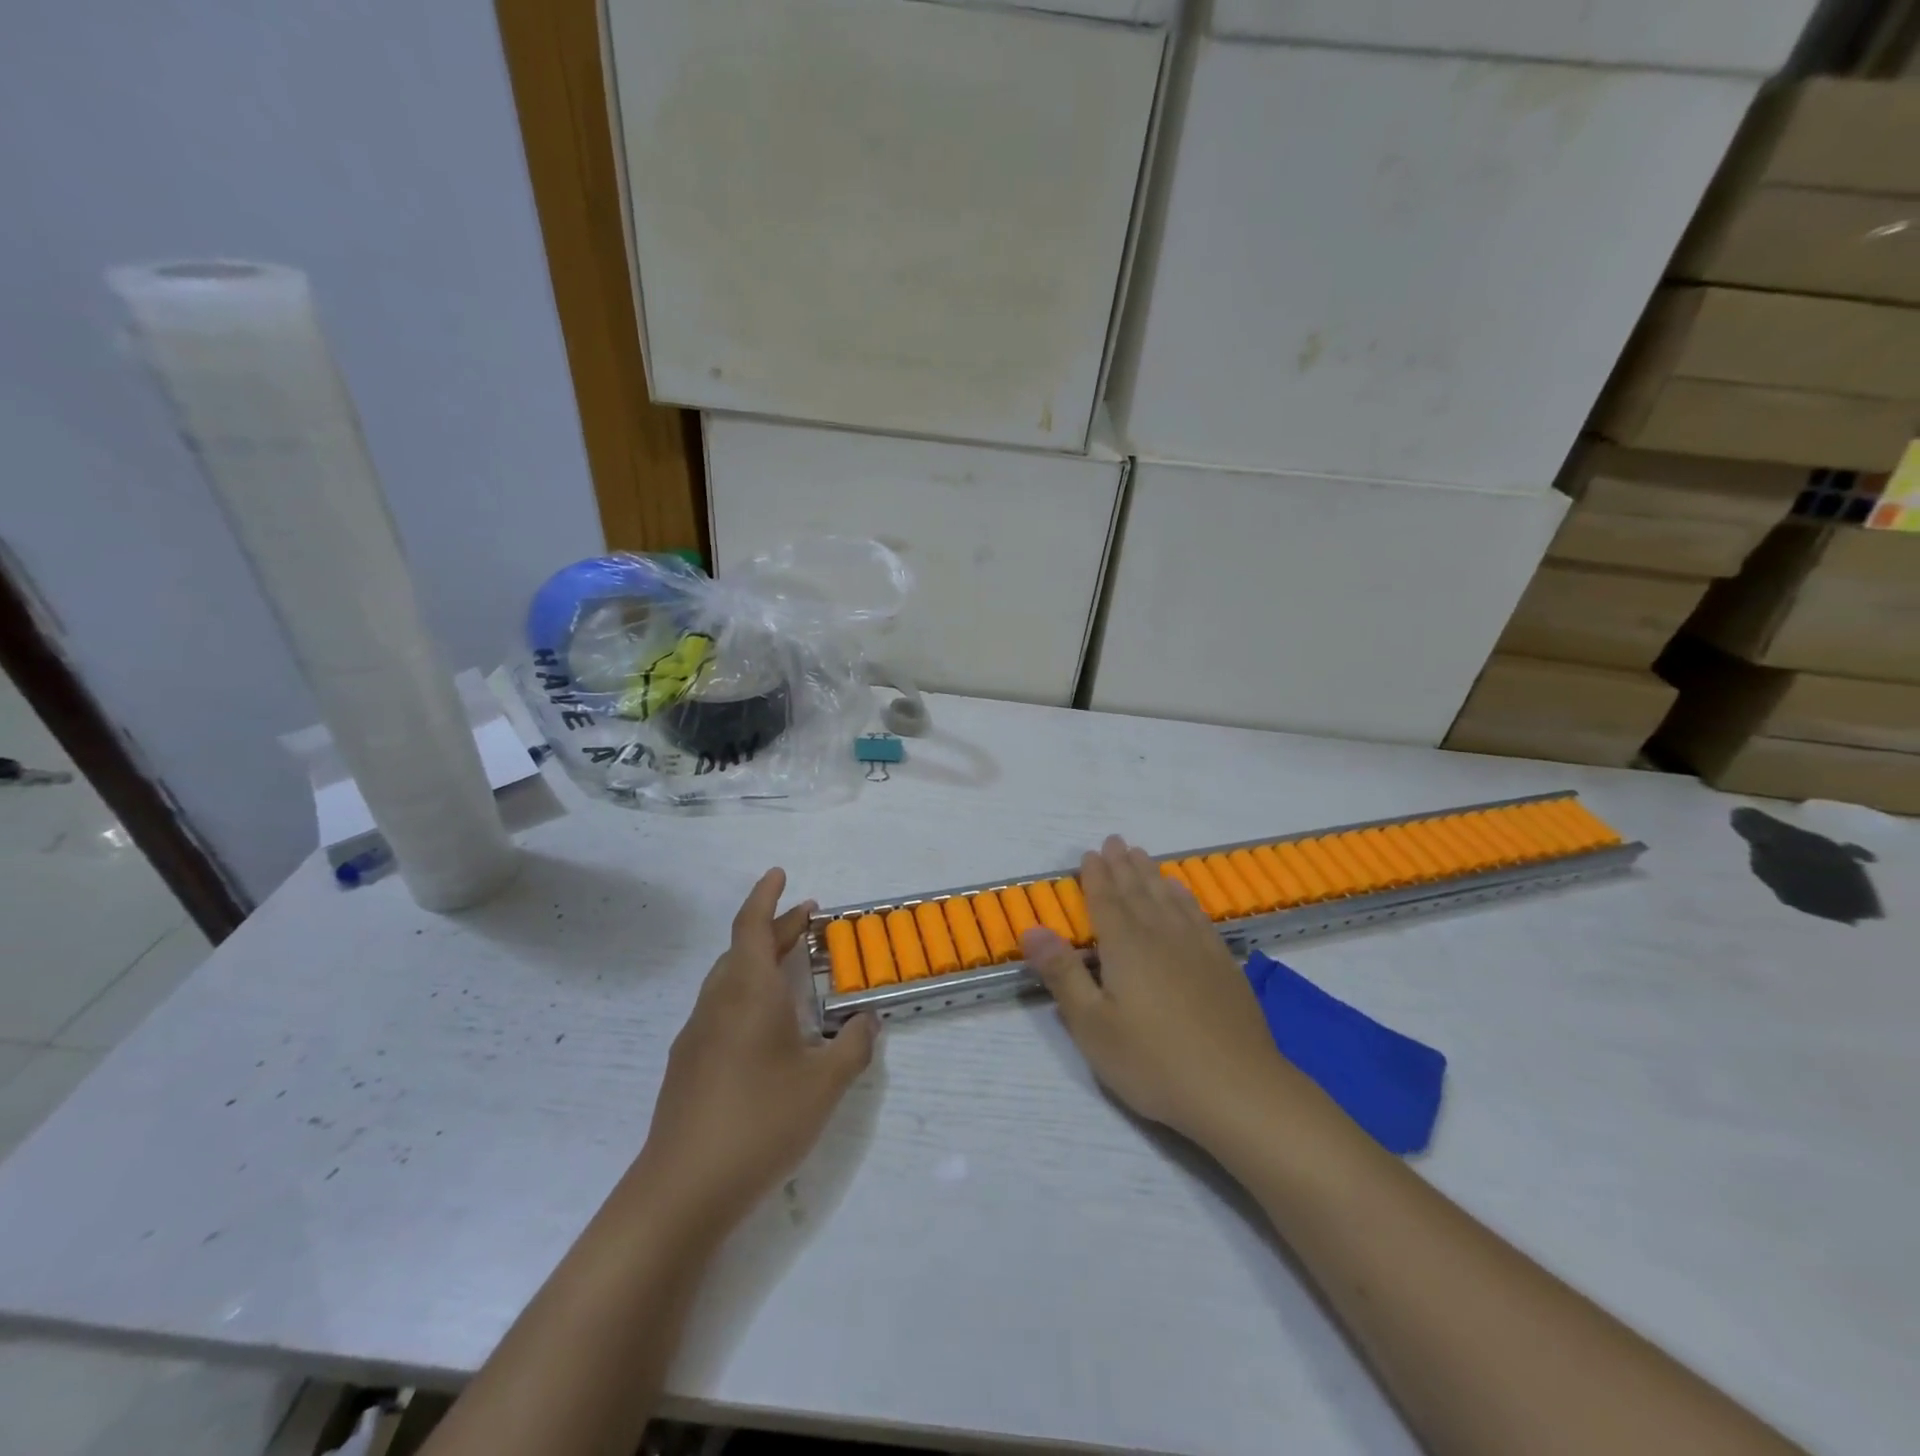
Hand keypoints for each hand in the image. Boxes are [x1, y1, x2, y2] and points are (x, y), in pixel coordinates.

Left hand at [634, 869, 877, 1234]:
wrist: (681, 1190)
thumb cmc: (760, 1121)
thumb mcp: (824, 1085)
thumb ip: (853, 1046)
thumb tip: (868, 1021)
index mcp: (748, 992)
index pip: (753, 926)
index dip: (766, 896)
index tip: (780, 874)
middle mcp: (718, 1003)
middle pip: (743, 949)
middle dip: (776, 929)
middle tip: (808, 921)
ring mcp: (697, 1035)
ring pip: (729, 979)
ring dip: (760, 962)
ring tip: (792, 968)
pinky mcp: (688, 1065)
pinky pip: (721, 1009)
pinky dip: (747, 995)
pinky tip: (767, 1029)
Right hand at [1022, 836, 1297, 1148]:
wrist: (1237, 1089)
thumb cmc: (1153, 1061)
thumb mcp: (1093, 1025)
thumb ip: (1062, 974)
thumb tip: (1032, 929)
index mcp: (1125, 947)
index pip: (1105, 901)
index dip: (1096, 876)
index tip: (1090, 853)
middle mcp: (1160, 935)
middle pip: (1137, 892)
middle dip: (1122, 866)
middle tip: (1115, 841)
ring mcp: (1196, 948)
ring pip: (1168, 898)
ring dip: (1151, 874)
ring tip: (1141, 855)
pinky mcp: (1222, 964)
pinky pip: (1197, 916)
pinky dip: (1185, 898)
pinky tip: (1181, 892)